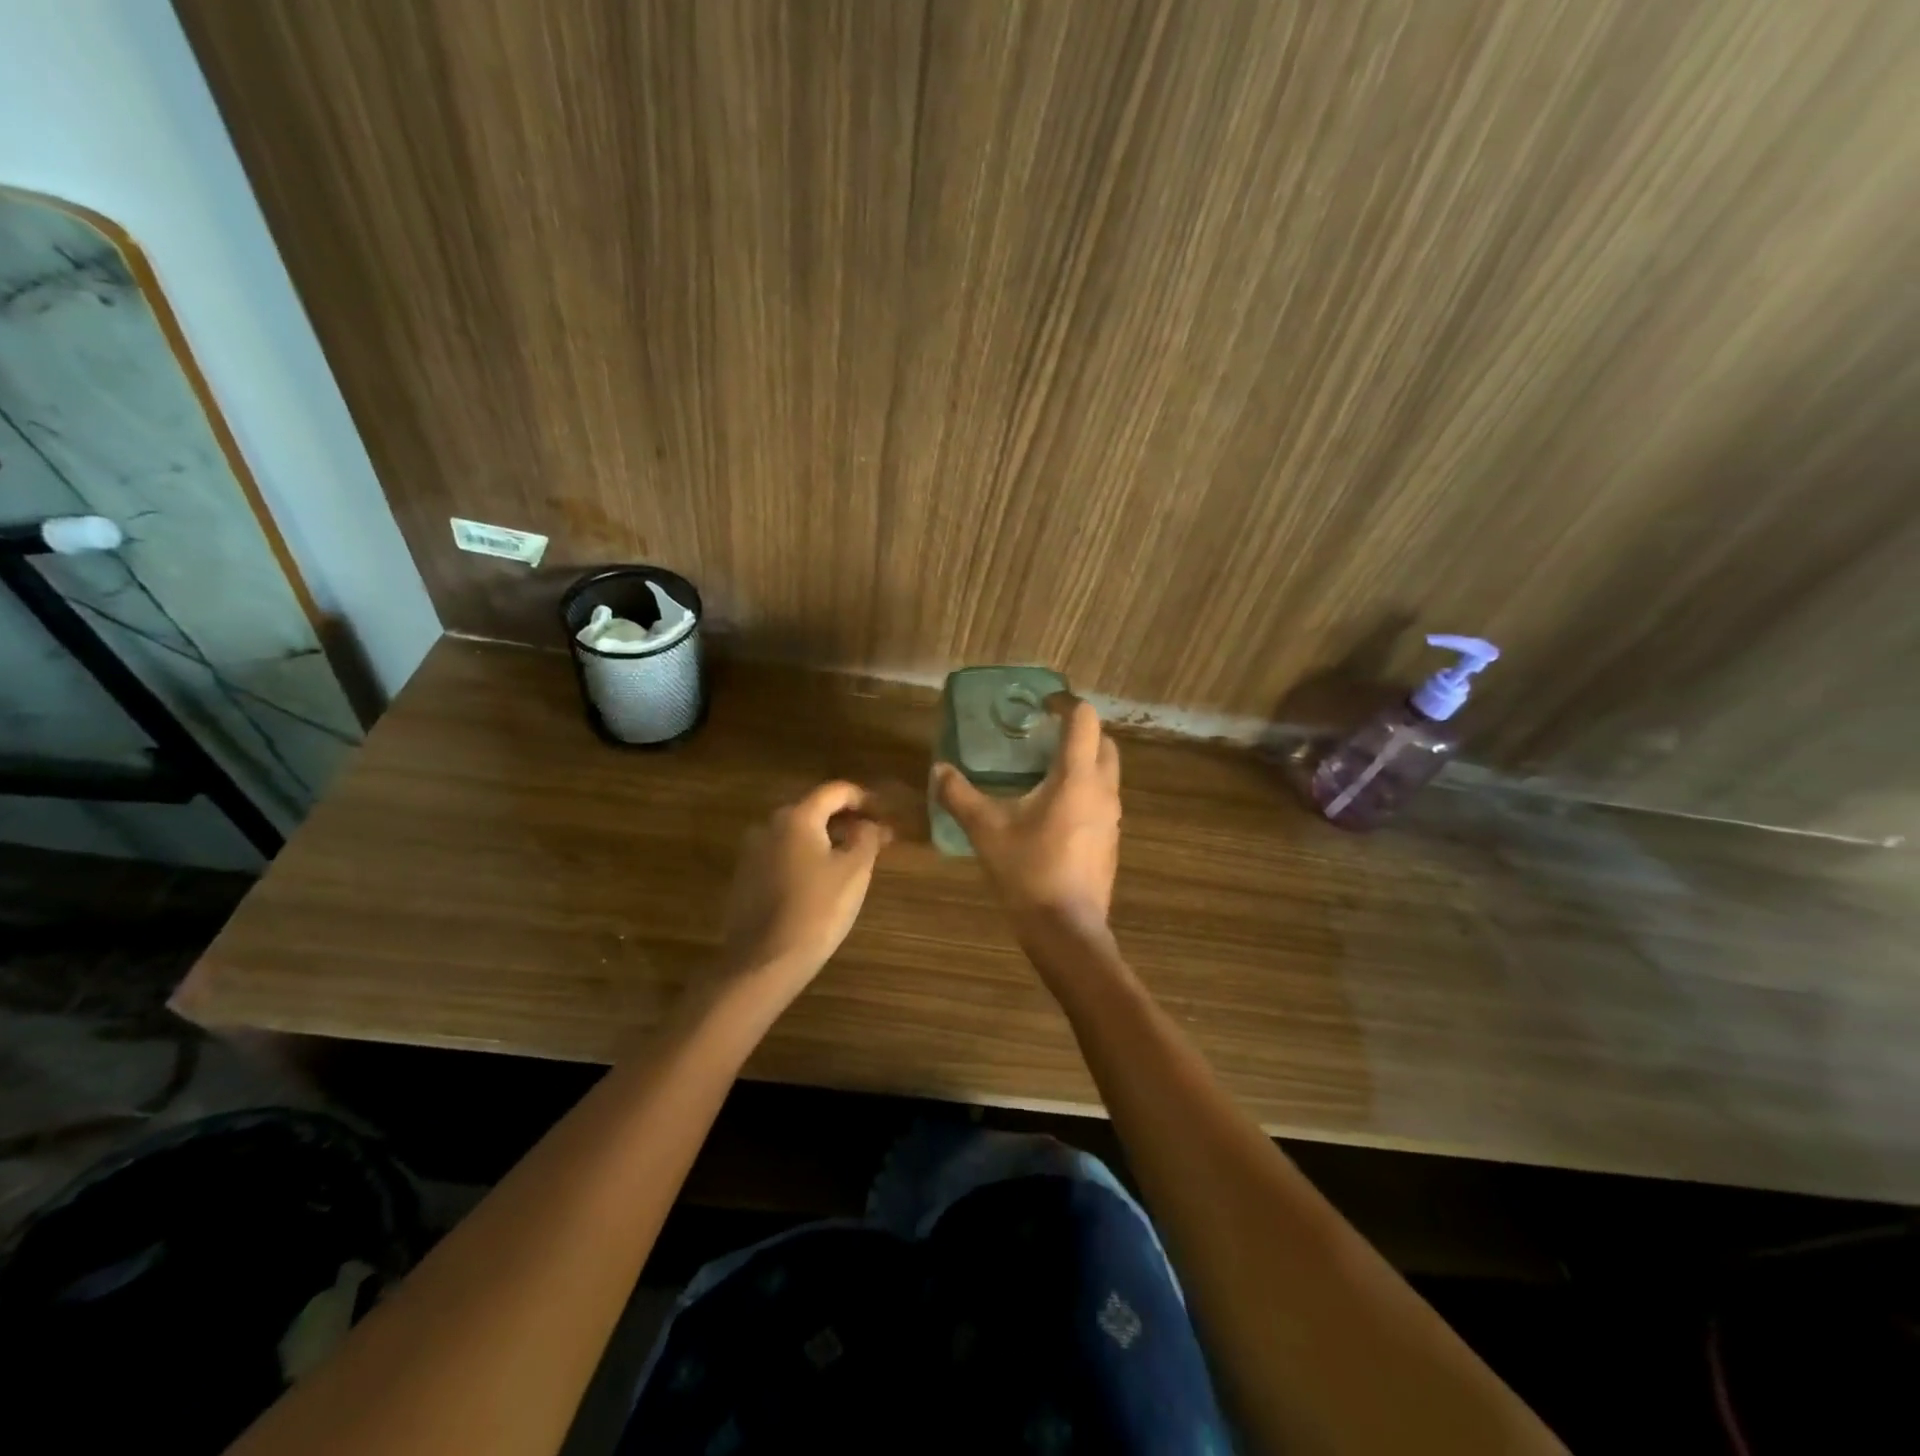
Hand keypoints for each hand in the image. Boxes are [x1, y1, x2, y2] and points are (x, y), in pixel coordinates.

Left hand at [714, 781, 891, 995]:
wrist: (764, 962)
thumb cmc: (817, 910)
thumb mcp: (854, 871)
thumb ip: (866, 838)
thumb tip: (869, 824)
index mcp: (796, 817)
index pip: (835, 790)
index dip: (864, 797)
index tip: (885, 813)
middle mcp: (769, 826)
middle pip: (814, 810)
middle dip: (846, 820)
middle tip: (873, 838)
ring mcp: (753, 852)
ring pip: (798, 834)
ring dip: (826, 839)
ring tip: (851, 860)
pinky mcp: (746, 877)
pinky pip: (783, 855)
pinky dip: (806, 857)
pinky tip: (821, 881)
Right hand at [933, 697, 1120, 926]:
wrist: (1067, 930)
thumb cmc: (1028, 872)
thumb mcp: (986, 831)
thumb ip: (960, 795)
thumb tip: (939, 770)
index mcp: (1076, 778)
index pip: (1084, 719)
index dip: (1063, 703)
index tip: (1040, 705)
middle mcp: (1103, 790)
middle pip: (1103, 741)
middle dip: (1077, 730)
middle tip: (1042, 735)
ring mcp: (1112, 817)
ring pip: (1106, 771)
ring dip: (1082, 760)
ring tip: (1043, 769)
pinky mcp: (1111, 839)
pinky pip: (1102, 798)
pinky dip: (1083, 788)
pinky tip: (1052, 809)